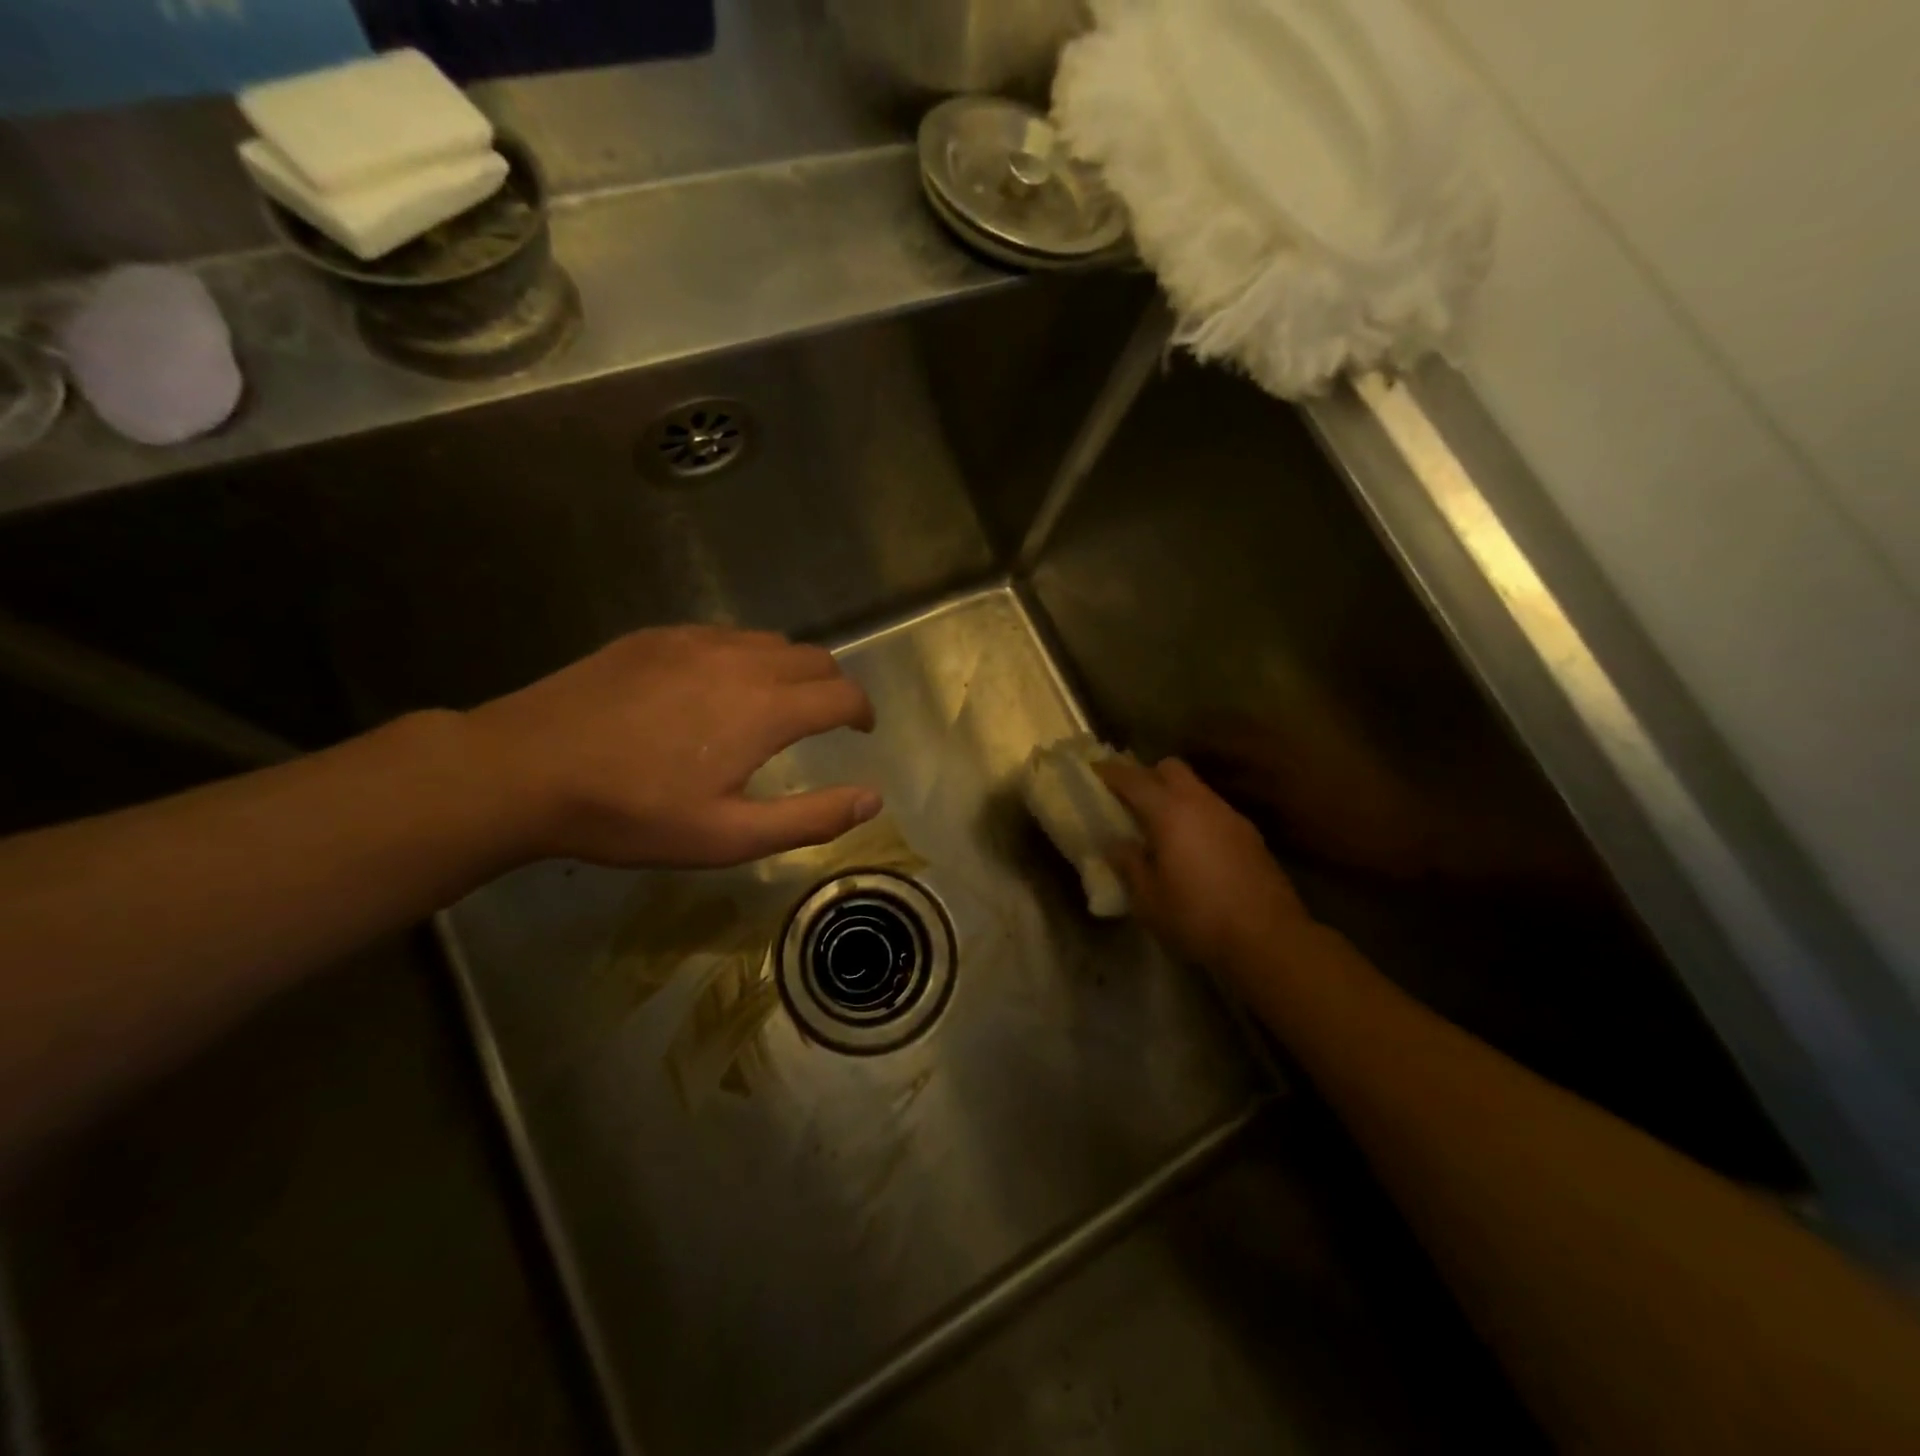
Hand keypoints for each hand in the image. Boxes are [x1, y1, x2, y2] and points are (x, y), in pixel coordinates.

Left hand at [462, 626, 879, 868]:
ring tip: (775, 704)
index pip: (842, 695)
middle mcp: (742, 661)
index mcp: (766, 709)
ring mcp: (696, 641)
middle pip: (815, 658)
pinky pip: (725, 636)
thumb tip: (873, 798)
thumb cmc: (633, 814)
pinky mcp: (657, 636)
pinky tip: (717, 687)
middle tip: (825, 720)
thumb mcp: (729, 837)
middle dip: (833, 687)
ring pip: (770, 642)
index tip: (862, 731)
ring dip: (791, 669)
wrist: (525, 769)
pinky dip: (746, 657)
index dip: (863, 712)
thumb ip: (811, 818)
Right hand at [1098, 757, 1316, 971]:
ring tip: (1161, 828)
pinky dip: (1197, 817)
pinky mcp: (1250, 835)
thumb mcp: (1148, 900)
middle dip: (1148, 775)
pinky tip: (1193, 848)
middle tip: (1130, 800)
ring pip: (1196, 789)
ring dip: (1175, 797)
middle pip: (1171, 768)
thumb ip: (1129, 865)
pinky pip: (1214, 811)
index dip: (1110, 772)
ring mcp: (1230, 816)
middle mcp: (1201, 804)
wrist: (1268, 938)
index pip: (1133, 779)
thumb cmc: (1197, 917)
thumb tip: (1117, 844)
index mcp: (1170, 813)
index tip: (1094, 771)